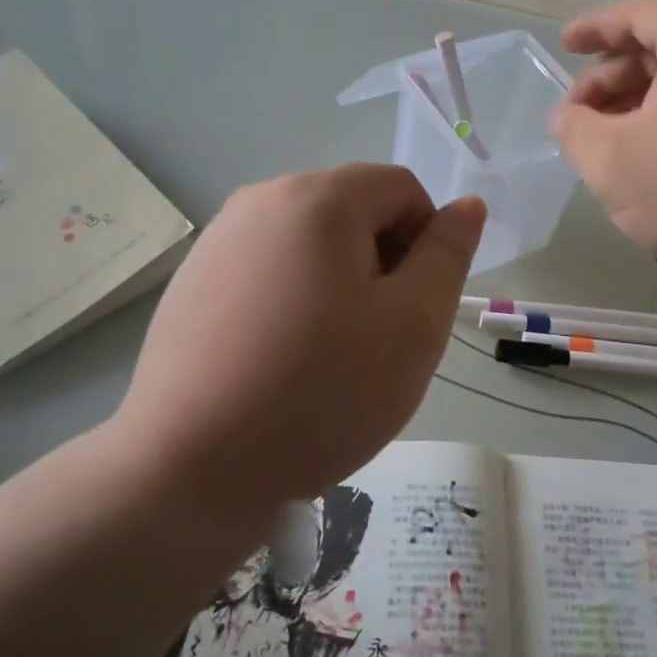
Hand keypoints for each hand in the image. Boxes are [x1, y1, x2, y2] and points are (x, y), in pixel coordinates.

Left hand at [113, 164, 484, 512]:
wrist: (190, 468)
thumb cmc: (321, 391)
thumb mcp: (413, 325)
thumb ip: (448, 255)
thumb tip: (466, 205)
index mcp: (317, 198)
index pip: (401, 188)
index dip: (425, 243)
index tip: (413, 308)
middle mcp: (260, 200)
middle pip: (352, 212)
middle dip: (380, 264)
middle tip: (375, 339)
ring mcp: (217, 241)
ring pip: (310, 245)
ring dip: (338, 286)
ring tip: (326, 356)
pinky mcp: (191, 282)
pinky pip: (267, 272)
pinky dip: (292, 301)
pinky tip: (278, 362)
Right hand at [552, 0, 656, 289]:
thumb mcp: (611, 160)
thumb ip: (574, 127)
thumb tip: (566, 116)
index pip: (639, 15)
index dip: (594, 28)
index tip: (563, 46)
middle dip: (609, 78)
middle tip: (576, 116)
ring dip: (633, 103)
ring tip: (602, 141)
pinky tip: (642, 154)